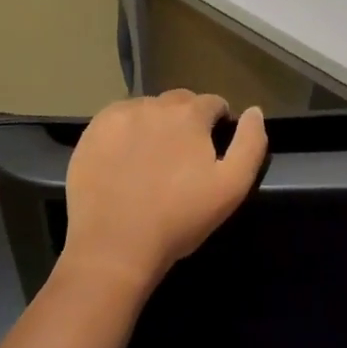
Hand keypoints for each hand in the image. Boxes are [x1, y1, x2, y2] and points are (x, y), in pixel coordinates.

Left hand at [61, 90, 267, 292]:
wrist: (114, 245)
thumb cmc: (178, 219)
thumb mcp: (231, 187)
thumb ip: (250, 143)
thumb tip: (254, 111)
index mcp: (189, 114)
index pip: (213, 103)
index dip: (218, 123)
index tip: (212, 149)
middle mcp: (154, 104)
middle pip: (179, 102)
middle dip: (187, 120)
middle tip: (182, 157)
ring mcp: (119, 116)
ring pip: (147, 109)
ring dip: (155, 124)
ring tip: (152, 160)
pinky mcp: (92, 131)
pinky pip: (117, 120)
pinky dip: (125, 132)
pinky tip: (124, 161)